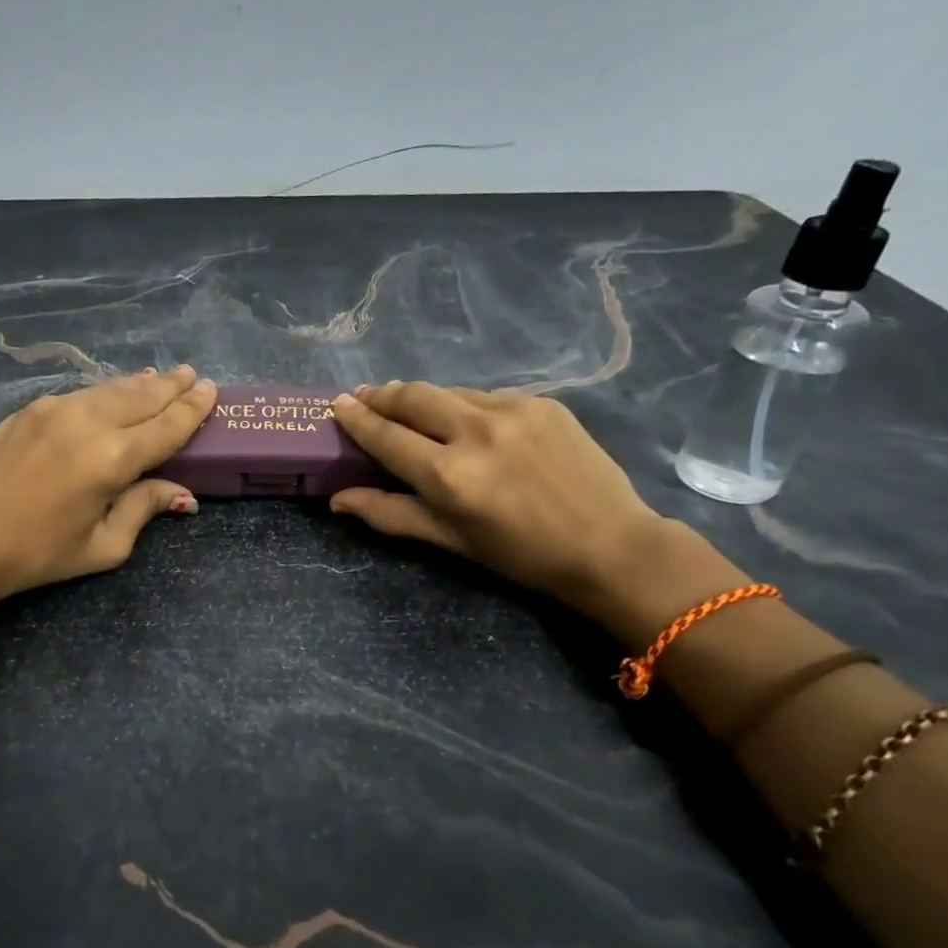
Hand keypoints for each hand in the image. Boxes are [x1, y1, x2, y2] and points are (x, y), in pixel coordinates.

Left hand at [0, 366, 216, 604]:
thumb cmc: (35, 554)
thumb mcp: (101, 546)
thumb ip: (143, 510)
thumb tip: (183, 495)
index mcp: (113, 460)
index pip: (166, 426)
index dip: (192, 408)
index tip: (211, 390)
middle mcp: (88, 423)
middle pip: (141, 396)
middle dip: (171, 386)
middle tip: (192, 375)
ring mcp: (55, 410)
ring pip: (110, 389)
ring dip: (140, 383)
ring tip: (160, 377)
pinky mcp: (29, 410)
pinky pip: (81, 394)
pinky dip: (106, 391)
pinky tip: (112, 392)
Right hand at [329, 381, 667, 615]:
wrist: (609, 544)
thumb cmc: (520, 555)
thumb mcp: (450, 541)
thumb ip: (390, 514)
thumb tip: (338, 499)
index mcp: (448, 475)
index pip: (386, 436)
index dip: (357, 419)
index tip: (337, 404)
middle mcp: (474, 432)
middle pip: (412, 396)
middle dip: (383, 395)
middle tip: (365, 397)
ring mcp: (512, 410)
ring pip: (449, 392)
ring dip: (424, 400)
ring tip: (413, 410)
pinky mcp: (541, 402)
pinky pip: (487, 397)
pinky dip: (467, 407)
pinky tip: (470, 424)